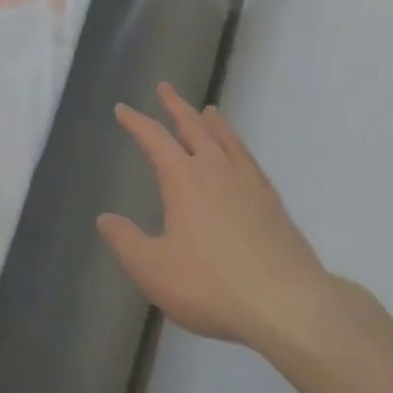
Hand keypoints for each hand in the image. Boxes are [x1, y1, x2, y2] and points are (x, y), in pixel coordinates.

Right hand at [98, 84, 371, 354]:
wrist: (287, 304)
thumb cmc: (212, 286)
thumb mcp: (154, 270)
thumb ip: (125, 242)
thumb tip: (104, 218)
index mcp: (183, 179)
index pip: (154, 139)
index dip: (136, 122)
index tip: (122, 109)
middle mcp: (215, 169)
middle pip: (194, 126)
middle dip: (176, 106)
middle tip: (164, 88)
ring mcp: (248, 182)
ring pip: (226, 139)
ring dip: (212, 121)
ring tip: (208, 110)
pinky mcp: (272, 201)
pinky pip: (249, 159)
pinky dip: (238, 146)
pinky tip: (240, 155)